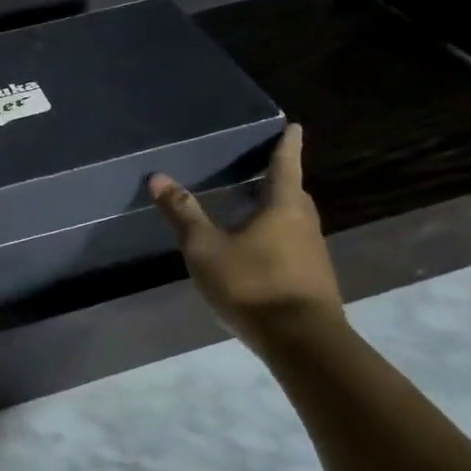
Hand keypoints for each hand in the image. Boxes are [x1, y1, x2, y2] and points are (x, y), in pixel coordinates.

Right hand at [148, 124, 344, 342]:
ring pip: (294, 222)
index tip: (294, 127)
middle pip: (293, 194)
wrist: (303, 343)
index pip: (285, 165)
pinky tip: (258, 253)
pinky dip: (277, 239)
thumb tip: (157, 177)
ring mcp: (313, 255)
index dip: (287, 145)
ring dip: (277, 212)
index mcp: (283, 207)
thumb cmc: (253, 285)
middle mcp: (304, 225)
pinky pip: (293, 247)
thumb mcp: (206, 249)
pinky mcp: (313, 281)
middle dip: (280, 180)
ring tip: (253, 209)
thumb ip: (183, 214)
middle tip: (262, 169)